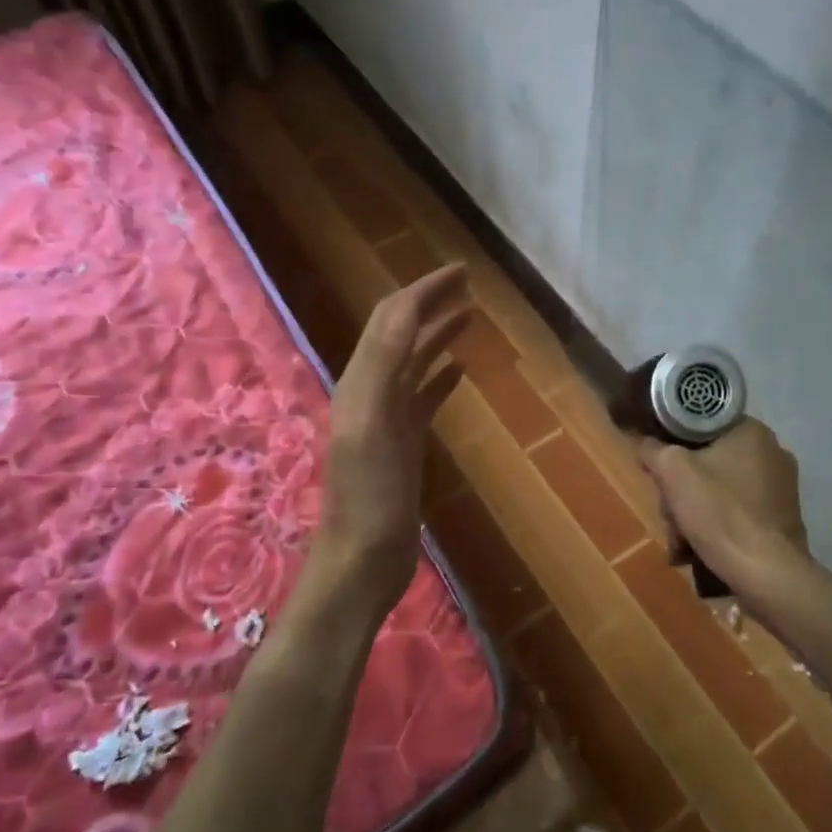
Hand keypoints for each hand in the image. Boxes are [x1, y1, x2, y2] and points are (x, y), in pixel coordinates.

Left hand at [314, 265, 470, 606]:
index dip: (423, 290)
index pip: (391, 319)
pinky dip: (441, 375)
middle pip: (401, 333)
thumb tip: (406, 308)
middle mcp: (370, 391)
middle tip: (470, 284)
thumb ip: (385, 366)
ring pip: (414, 362)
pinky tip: (461, 369)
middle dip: (431, 303)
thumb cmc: (369, 499)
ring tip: (470, 316)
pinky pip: (423, 396)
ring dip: (438, 334)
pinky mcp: (403, 443)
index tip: (461, 271)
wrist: (362, 561)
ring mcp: (387, 418)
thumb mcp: (373, 426)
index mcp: (361, 382)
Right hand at [639, 418, 810, 596]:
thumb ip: (654, 450)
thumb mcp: (672, 472)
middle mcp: (773, 453)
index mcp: (752, 432)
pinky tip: (699, 551)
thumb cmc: (719, 512)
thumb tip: (647, 443)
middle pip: (708, 463)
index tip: (661, 471)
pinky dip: (716, 528)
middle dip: (681, 492)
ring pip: (719, 491)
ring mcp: (781, 488)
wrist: (766, 573)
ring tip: (680, 543)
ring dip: (694, 514)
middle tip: (669, 514)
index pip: (701, 425)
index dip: (674, 446)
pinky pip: (737, 513)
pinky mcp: (781, 519)